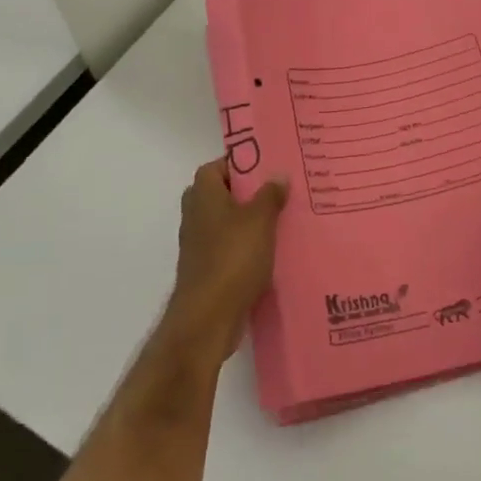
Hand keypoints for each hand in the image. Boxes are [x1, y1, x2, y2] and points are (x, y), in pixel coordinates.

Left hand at [167, 158, 287, 360]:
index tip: (270, 165)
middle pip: (224, 193)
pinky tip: (273, 250)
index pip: (220, 165)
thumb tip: (278, 175)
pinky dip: (247, 245)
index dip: (243, 163)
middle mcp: (196, 213)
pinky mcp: (207, 267)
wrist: (208, 317)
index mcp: (203, 193)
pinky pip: (230, 245)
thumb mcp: (260, 220)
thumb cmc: (233, 258)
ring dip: (251, 220)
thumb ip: (270, 194)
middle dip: (251, 192)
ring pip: (229, 221)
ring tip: (284, 217)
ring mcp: (199, 242)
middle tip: (282, 190)